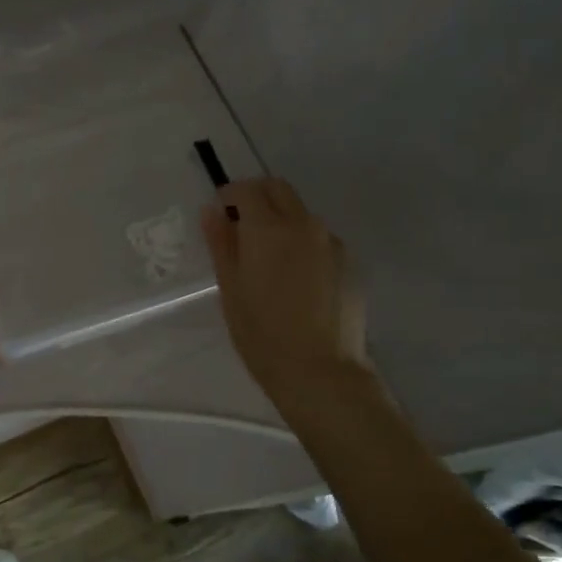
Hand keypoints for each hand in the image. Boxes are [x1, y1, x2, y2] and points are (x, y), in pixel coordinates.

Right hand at [201, 178, 369, 416]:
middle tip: (239, 223)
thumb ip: (221, 243)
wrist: (320, 372)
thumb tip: (212, 212)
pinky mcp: (350, 263)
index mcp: (269, 229)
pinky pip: (320, 239)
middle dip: (256, 196)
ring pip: (302, 214)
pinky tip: (295, 278)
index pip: (247, 190)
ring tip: (268, 257)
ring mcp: (332, 243)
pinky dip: (302, 243)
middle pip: (279, 190)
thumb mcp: (230, 289)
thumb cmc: (262, 333)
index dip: (229, 195)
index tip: (218, 212)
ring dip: (281, 219)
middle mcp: (305, 225)